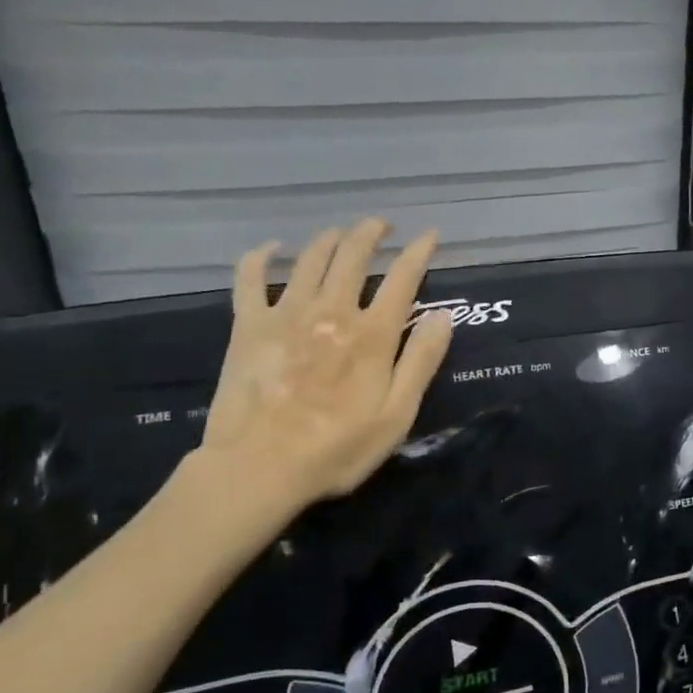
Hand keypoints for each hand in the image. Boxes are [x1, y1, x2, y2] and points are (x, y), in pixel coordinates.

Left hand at [195, 219, 453, 527]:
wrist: (260, 467)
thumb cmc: (338, 449)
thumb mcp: (397, 415)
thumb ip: (422, 362)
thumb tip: (443, 316)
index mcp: (373, 334)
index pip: (403, 279)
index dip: (419, 252)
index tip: (429, 235)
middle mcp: (332, 311)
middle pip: (354, 256)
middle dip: (371, 233)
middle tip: (381, 225)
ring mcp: (286, 314)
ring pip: (310, 258)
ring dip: (329, 239)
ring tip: (340, 234)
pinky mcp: (249, 325)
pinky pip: (250, 277)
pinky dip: (262, 256)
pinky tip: (272, 249)